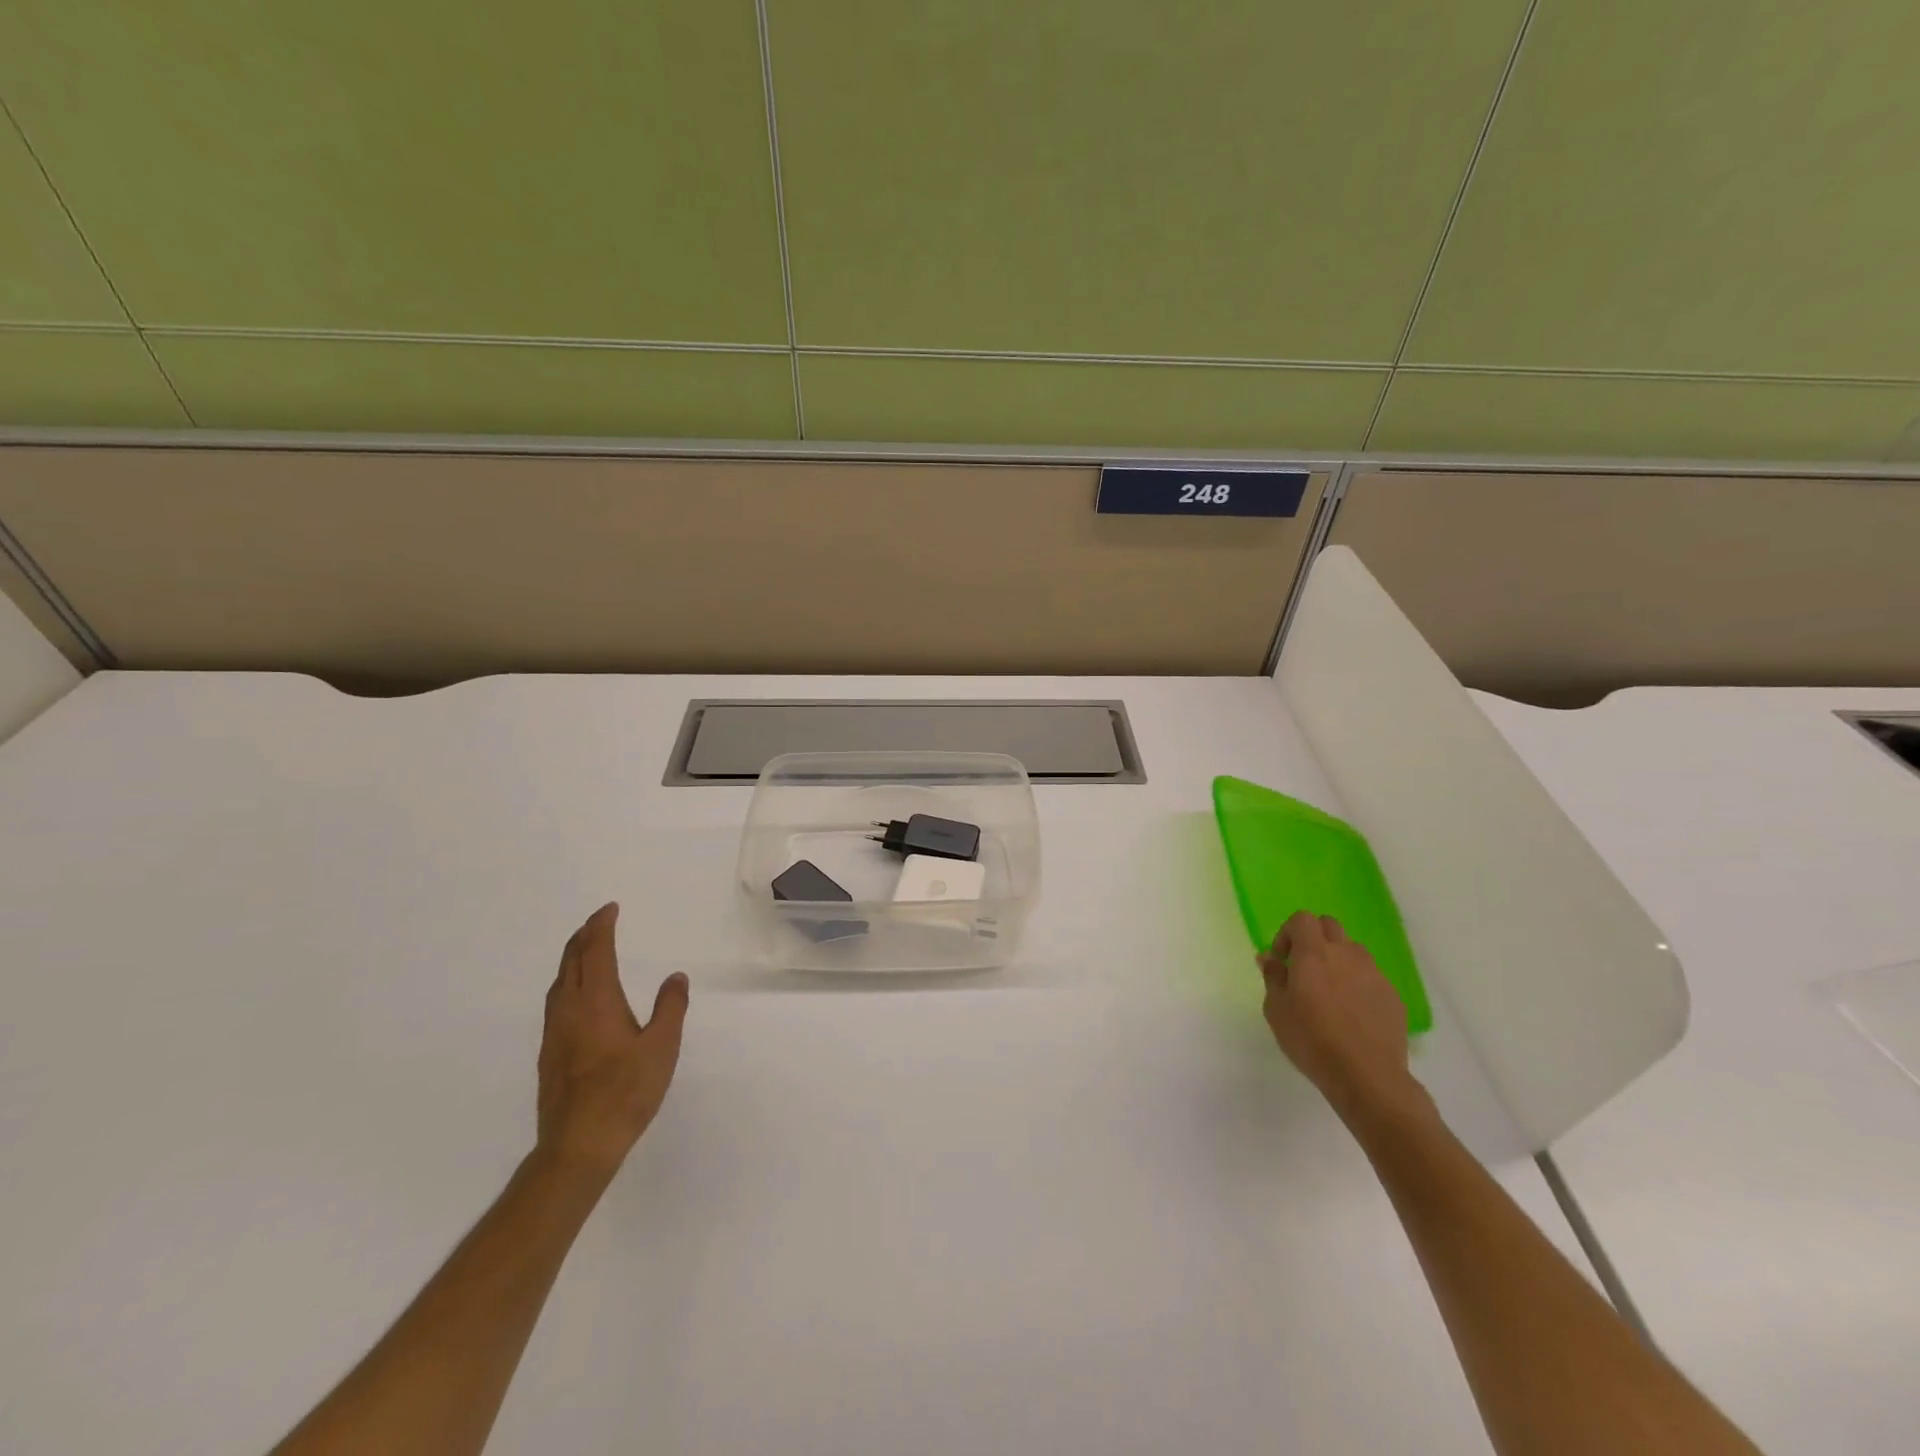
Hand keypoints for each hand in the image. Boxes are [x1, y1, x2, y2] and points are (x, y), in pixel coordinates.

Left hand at [536, 903, 688, 1174]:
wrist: (578, 1145)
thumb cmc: (626, 1092)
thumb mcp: (662, 1047)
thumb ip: (670, 1007)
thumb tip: (675, 976)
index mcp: (597, 1001)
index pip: (595, 952)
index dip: (601, 927)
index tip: (610, 909)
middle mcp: (570, 1010)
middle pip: (571, 961)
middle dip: (583, 936)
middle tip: (598, 921)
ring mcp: (554, 1033)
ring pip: (559, 982)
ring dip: (572, 958)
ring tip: (586, 950)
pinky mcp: (549, 1054)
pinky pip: (555, 1002)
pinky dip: (567, 983)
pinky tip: (577, 997)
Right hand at [1258, 911, 1432, 1130]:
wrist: (1367, 1076)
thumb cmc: (1311, 1040)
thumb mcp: (1276, 1009)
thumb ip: (1273, 976)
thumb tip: (1269, 956)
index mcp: (1314, 953)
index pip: (1302, 919)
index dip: (1288, 933)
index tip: (1282, 959)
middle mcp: (1346, 954)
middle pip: (1329, 925)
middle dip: (1313, 937)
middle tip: (1304, 967)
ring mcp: (1373, 973)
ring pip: (1352, 949)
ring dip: (1337, 959)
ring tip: (1330, 991)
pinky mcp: (1392, 995)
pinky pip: (1370, 975)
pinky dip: (1357, 982)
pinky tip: (1351, 1012)